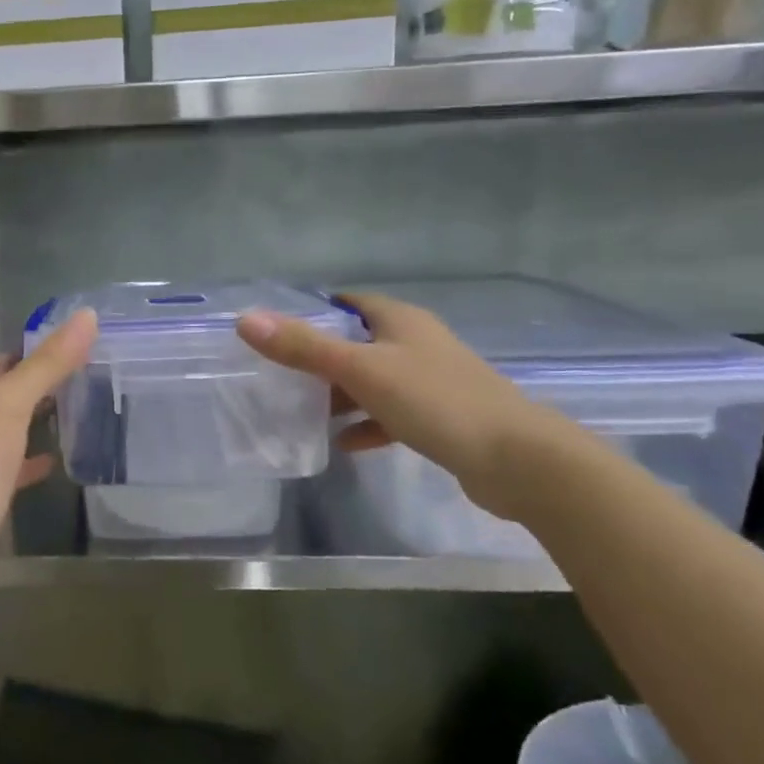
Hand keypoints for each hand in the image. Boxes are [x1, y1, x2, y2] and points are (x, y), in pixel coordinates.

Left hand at [0, 309, 98, 606]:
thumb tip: (86, 316)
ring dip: (37, 422)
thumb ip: (46, 364)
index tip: (82, 347)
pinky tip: (57, 464)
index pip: (4, 361)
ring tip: (81, 415)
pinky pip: (11, 468)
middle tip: (91, 379)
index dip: (39, 351)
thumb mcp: (8, 408)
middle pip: (6, 394)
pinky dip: (32, 462)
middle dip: (42, 386)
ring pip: (9, 431)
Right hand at [235, 292, 551, 520]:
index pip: (349, 303)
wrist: (518, 460)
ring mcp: (432, 381)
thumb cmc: (435, 401)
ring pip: (375, 380)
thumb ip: (303, 347)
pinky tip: (344, 444)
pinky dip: (367, 424)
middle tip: (282, 374)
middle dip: (321, 357)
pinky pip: (392, 414)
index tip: (278, 330)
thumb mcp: (361, 370)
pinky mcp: (442, 418)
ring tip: (303, 410)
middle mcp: (418, 344)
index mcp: (401, 321)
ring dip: (342, 394)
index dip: (315, 312)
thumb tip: (246, 320)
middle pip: (359, 342)